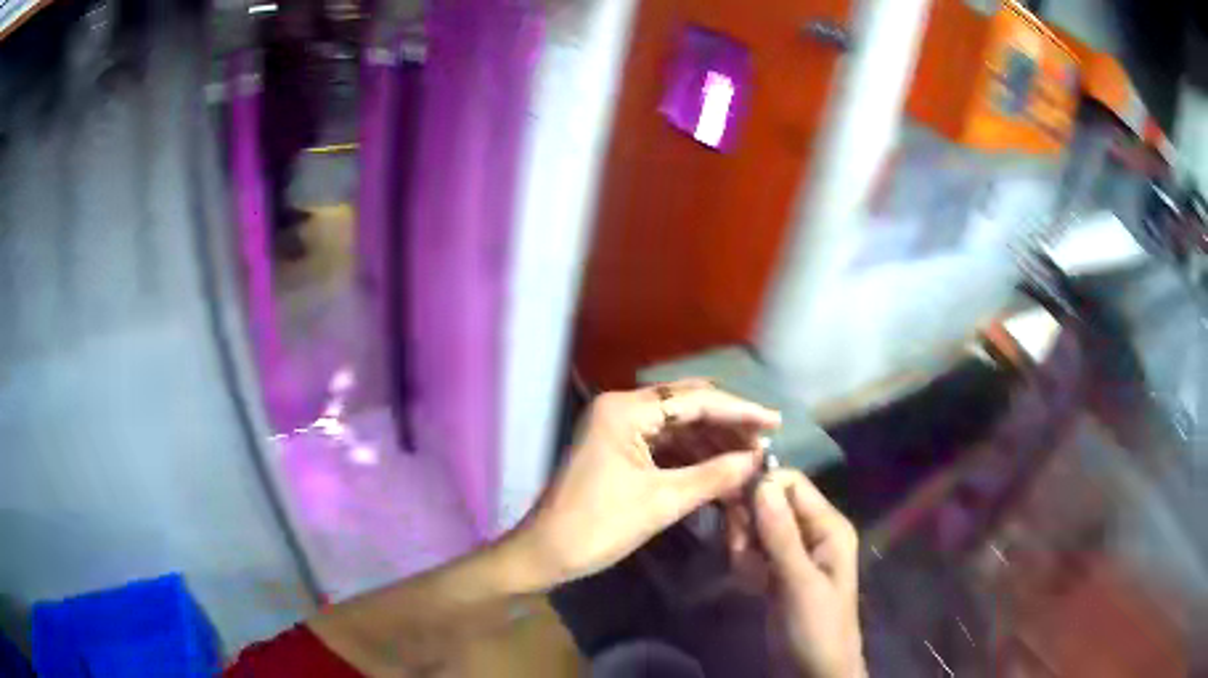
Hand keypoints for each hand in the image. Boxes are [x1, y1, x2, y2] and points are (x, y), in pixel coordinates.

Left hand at [512, 381, 780, 586]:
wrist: (545, 553)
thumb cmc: (597, 526)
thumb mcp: (660, 502)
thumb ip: (713, 476)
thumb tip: (757, 461)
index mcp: (625, 410)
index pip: (695, 400)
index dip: (739, 411)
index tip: (775, 421)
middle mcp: (621, 409)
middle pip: (687, 407)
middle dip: (728, 424)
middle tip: (765, 441)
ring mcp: (618, 428)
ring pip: (678, 426)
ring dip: (712, 441)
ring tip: (749, 459)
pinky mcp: (618, 449)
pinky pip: (665, 444)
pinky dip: (693, 455)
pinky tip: (720, 468)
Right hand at [742, 470, 864, 677]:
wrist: (814, 672)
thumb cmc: (816, 627)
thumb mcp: (799, 582)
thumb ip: (781, 534)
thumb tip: (762, 481)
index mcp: (828, 525)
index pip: (791, 484)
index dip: (760, 488)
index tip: (731, 509)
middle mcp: (811, 532)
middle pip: (768, 505)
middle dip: (749, 527)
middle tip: (743, 555)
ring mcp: (792, 553)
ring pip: (755, 530)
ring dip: (744, 550)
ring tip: (751, 578)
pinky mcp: (776, 572)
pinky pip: (752, 553)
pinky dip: (745, 566)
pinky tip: (751, 586)